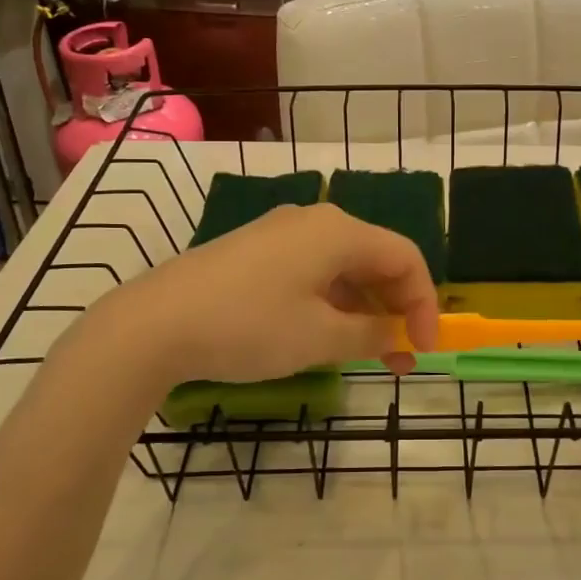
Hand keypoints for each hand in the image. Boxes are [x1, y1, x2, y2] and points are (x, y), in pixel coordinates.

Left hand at [76, 203, 438, 387]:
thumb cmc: (249, 326)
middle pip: (375, 259)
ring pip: (343, 268)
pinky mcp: (256, 252)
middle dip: (396, 308)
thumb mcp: (319, 338)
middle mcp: (314, 221)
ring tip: (369, 355)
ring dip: (364, 309)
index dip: (424, 303)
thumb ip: (371, 334)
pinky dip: (332, 303)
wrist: (155, 323)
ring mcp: (281, 234)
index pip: (405, 257)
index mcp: (339, 231)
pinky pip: (312, 272)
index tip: (425, 349)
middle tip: (403, 358)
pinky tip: (327, 336)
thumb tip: (396, 334)